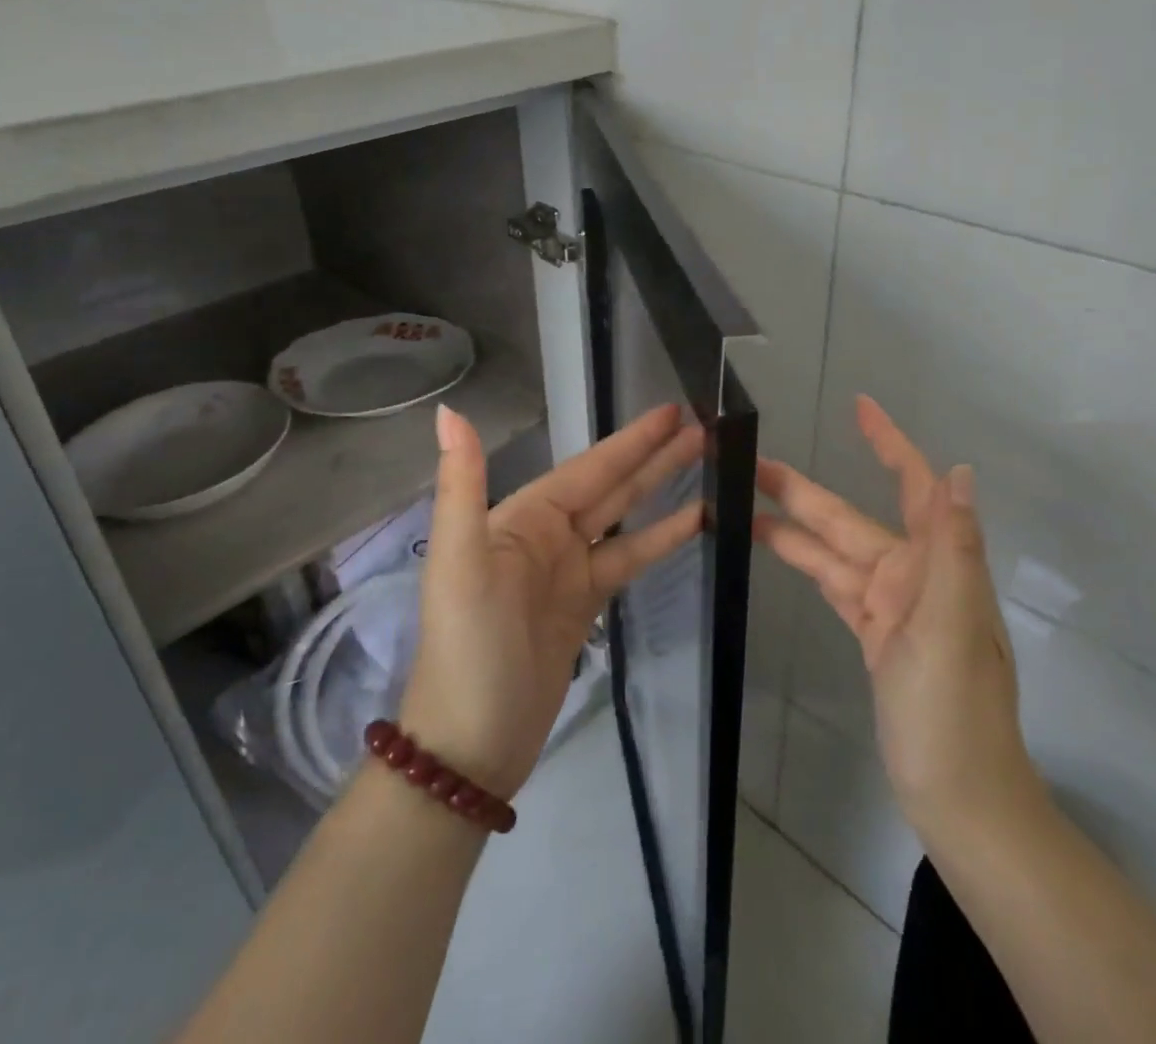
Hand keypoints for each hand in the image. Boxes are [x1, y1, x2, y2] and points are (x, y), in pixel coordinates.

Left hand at [398, 402, 703, 800]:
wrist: (471, 745)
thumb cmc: (469, 648)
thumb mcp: (460, 563)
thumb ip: (462, 485)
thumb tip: (449, 411)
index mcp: (521, 518)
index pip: (587, 468)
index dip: (630, 440)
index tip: (671, 412)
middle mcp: (546, 535)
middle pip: (611, 485)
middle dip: (653, 455)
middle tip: (703, 427)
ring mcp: (568, 570)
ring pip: (624, 516)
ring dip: (661, 488)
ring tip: (706, 461)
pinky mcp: (586, 604)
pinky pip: (628, 559)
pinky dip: (659, 538)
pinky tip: (695, 521)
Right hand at [754, 396, 1044, 833]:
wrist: (959, 795)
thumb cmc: (954, 710)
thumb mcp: (951, 626)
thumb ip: (953, 547)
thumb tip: (960, 473)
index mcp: (937, 565)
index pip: (916, 486)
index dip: (890, 444)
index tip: (861, 408)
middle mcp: (913, 575)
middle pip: (853, 518)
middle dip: (808, 490)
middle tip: (758, 463)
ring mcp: (891, 605)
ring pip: (836, 551)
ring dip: (796, 526)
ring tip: (748, 501)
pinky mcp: (873, 633)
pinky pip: (834, 585)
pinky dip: (807, 564)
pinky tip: (777, 547)